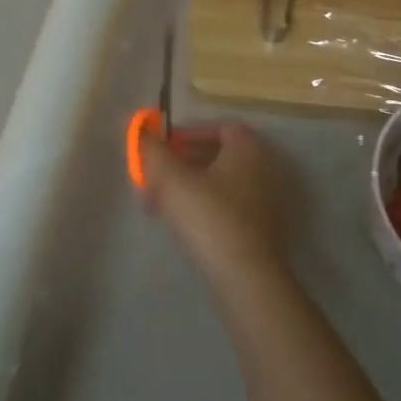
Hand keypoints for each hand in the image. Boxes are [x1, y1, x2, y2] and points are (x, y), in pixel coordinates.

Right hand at [140, 123, 295, 282]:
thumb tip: (133, 123)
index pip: (219, 127)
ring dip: (189, 188)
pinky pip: (229, 208)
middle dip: (182, 164)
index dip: (188, 134)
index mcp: (248, 148)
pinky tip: (182, 226)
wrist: (247, 277)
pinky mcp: (263, 230)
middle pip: (218, 157)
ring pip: (220, 185)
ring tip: (159, 205)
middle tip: (154, 178)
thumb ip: (151, 149)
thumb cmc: (210, 217)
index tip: (163, 149)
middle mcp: (264, 169)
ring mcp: (266, 201)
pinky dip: (205, 208)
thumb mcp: (172, 180)